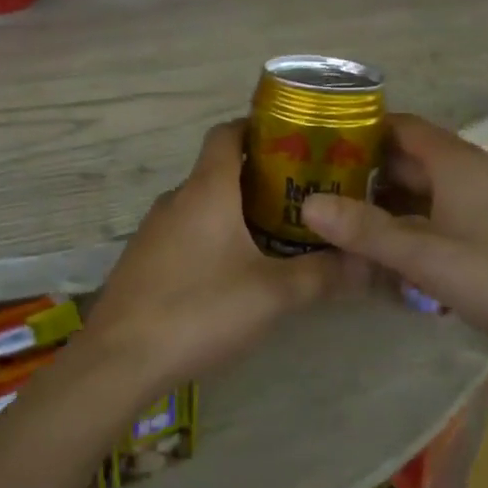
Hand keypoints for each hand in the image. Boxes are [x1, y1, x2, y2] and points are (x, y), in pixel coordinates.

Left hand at [79, 120, 352, 398]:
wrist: (120, 358)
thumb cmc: (200, 309)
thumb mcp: (272, 294)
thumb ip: (322, 275)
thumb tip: (366, 262)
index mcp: (206, 190)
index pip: (227, 133)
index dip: (257, 129)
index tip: (294, 142)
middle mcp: (176, 199)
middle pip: (219, 171)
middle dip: (260, 179)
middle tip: (301, 198)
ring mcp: (154, 229)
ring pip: (202, 204)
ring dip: (236, 211)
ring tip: (276, 235)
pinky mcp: (144, 258)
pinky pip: (185, 231)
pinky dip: (212, 236)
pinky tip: (232, 271)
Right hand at [300, 113, 487, 377]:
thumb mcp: (427, 257)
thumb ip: (366, 231)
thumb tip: (307, 205)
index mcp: (457, 162)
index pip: (401, 126)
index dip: (360, 129)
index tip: (319, 143)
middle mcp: (473, 170)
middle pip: (410, 157)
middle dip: (366, 169)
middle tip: (318, 185)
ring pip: (426, 188)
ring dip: (388, 199)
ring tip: (342, 215)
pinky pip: (442, 211)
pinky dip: (412, 220)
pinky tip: (388, 245)